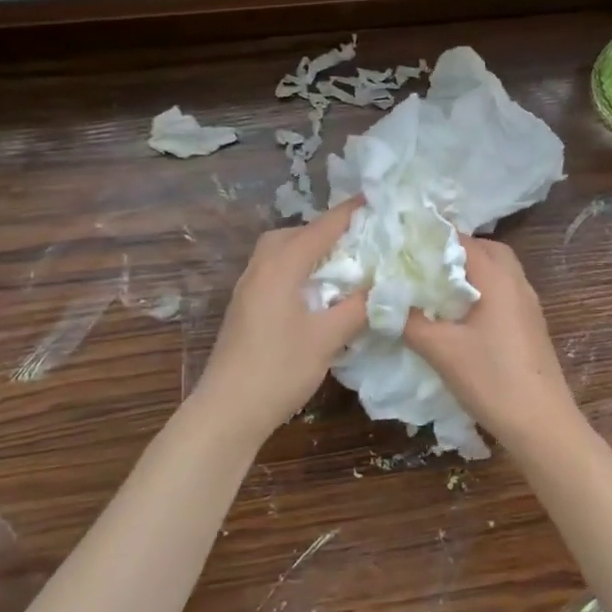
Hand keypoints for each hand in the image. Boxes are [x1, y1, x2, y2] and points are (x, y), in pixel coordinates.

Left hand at [193, 199, 368, 443]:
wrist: (226, 411)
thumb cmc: (279, 369)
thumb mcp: (327, 338)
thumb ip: (358, 306)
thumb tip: (385, 286)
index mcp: (280, 266)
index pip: (321, 228)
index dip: (349, 213)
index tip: (376, 199)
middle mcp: (261, 267)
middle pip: (295, 233)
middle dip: (327, 230)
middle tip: (359, 239)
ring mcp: (248, 287)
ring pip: (281, 251)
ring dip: (309, 249)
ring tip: (340, 263)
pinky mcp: (245, 306)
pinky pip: (274, 270)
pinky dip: (297, 267)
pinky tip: (315, 290)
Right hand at [402, 238, 581, 449]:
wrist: (542, 424)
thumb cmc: (491, 379)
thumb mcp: (441, 350)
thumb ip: (410, 321)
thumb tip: (385, 300)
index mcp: (498, 277)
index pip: (462, 240)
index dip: (431, 238)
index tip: (402, 245)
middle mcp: (516, 281)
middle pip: (485, 249)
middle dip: (453, 251)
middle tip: (421, 263)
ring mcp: (528, 303)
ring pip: (497, 270)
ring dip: (469, 271)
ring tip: (436, 286)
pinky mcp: (530, 323)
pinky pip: (503, 290)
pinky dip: (480, 289)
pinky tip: (459, 313)